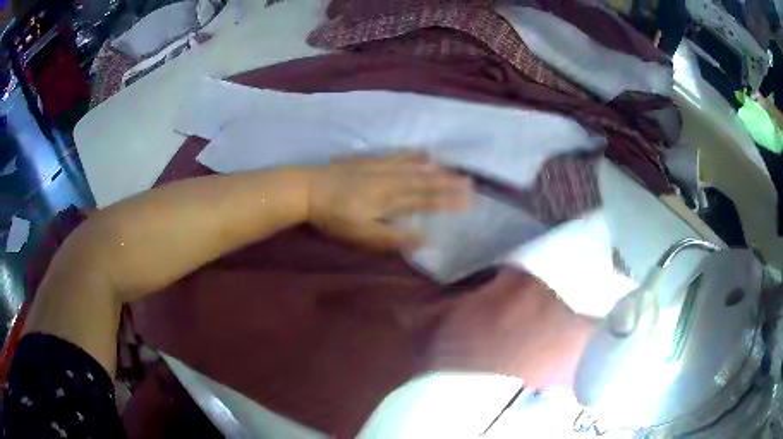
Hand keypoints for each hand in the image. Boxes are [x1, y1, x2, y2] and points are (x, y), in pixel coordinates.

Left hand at [306, 152, 471, 250]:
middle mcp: (391, 180)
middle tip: (468, 180)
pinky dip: (411, 154)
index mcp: (391, 199)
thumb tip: (424, 239)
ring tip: (451, 166)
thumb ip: (393, 237)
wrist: (307, 189)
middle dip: (447, 182)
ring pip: (413, 167)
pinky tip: (418, 152)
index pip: (426, 200)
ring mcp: (380, 168)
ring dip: (434, 168)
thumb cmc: (334, 216)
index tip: (468, 200)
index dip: (447, 201)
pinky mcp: (368, 161)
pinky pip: (396, 155)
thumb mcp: (363, 234)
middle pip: (424, 181)